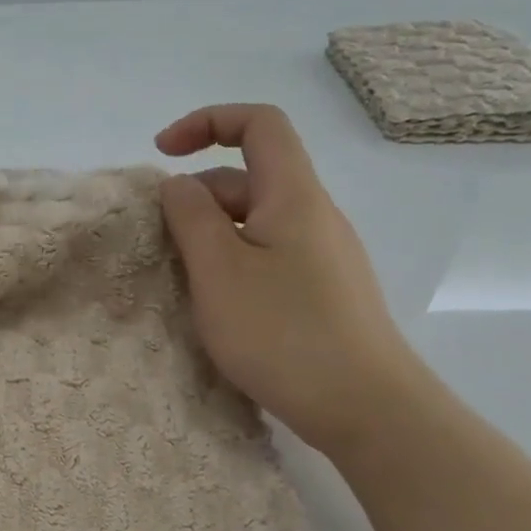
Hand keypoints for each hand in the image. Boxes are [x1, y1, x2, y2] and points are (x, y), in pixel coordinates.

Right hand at [155, 104, 425, 454]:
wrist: (368, 409)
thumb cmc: (284, 333)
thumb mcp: (219, 271)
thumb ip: (191, 217)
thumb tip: (179, 184)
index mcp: (295, 196)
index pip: (259, 124)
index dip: (207, 122)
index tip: (162, 153)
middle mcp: (316, 216)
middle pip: (251, 176)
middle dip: (198, 194)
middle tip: (162, 241)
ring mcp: (325, 256)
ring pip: (258, 220)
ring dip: (213, 233)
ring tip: (184, 278)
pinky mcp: (325, 292)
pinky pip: (270, 254)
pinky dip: (234, 261)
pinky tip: (219, 304)